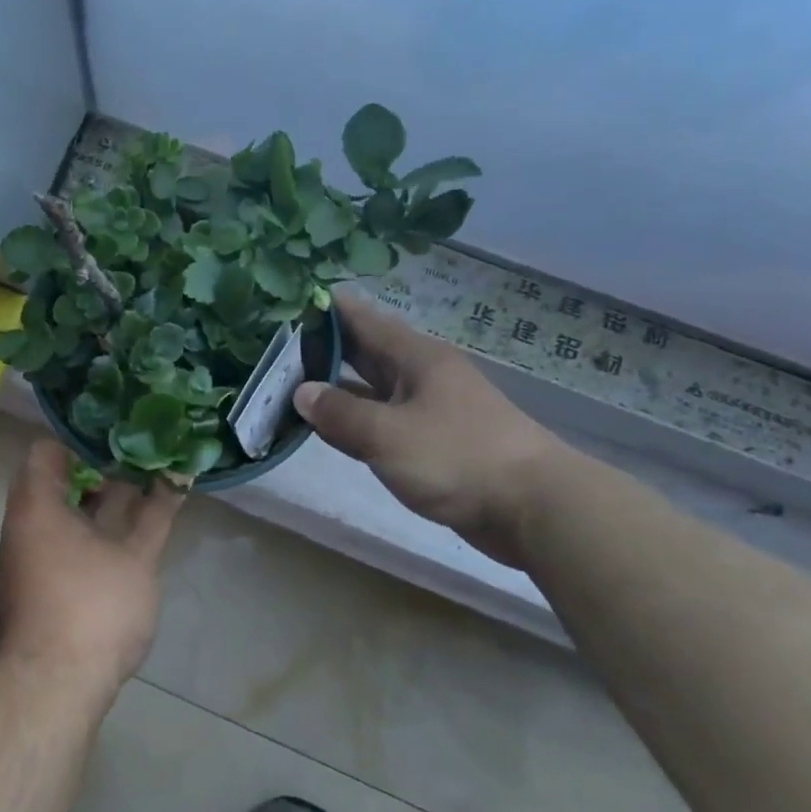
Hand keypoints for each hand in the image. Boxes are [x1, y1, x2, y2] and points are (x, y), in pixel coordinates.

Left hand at [0, 439, 182, 706]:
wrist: (53, 688)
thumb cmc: (93, 607)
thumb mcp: (136, 556)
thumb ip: (156, 514)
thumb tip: (177, 476)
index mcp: (38, 504)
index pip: (48, 449)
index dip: (83, 437)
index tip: (120, 435)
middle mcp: (25, 524)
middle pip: (57, 480)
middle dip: (99, 469)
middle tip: (139, 459)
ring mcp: (30, 556)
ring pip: (63, 512)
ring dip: (97, 502)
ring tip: (141, 490)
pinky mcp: (40, 584)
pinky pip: (63, 538)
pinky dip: (91, 529)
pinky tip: (127, 533)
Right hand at [293, 291, 565, 568]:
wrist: (535, 508)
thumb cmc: (458, 457)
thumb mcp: (388, 434)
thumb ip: (341, 413)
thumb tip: (301, 393)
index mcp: (414, 356)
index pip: (361, 318)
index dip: (324, 308)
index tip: (284, 304)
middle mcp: (421, 374)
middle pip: (364, 350)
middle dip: (322, 347)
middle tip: (275, 346)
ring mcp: (429, 408)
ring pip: (372, 388)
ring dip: (336, 387)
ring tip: (289, 384)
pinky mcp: (435, 442)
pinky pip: (384, 420)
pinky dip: (355, 419)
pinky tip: (329, 428)